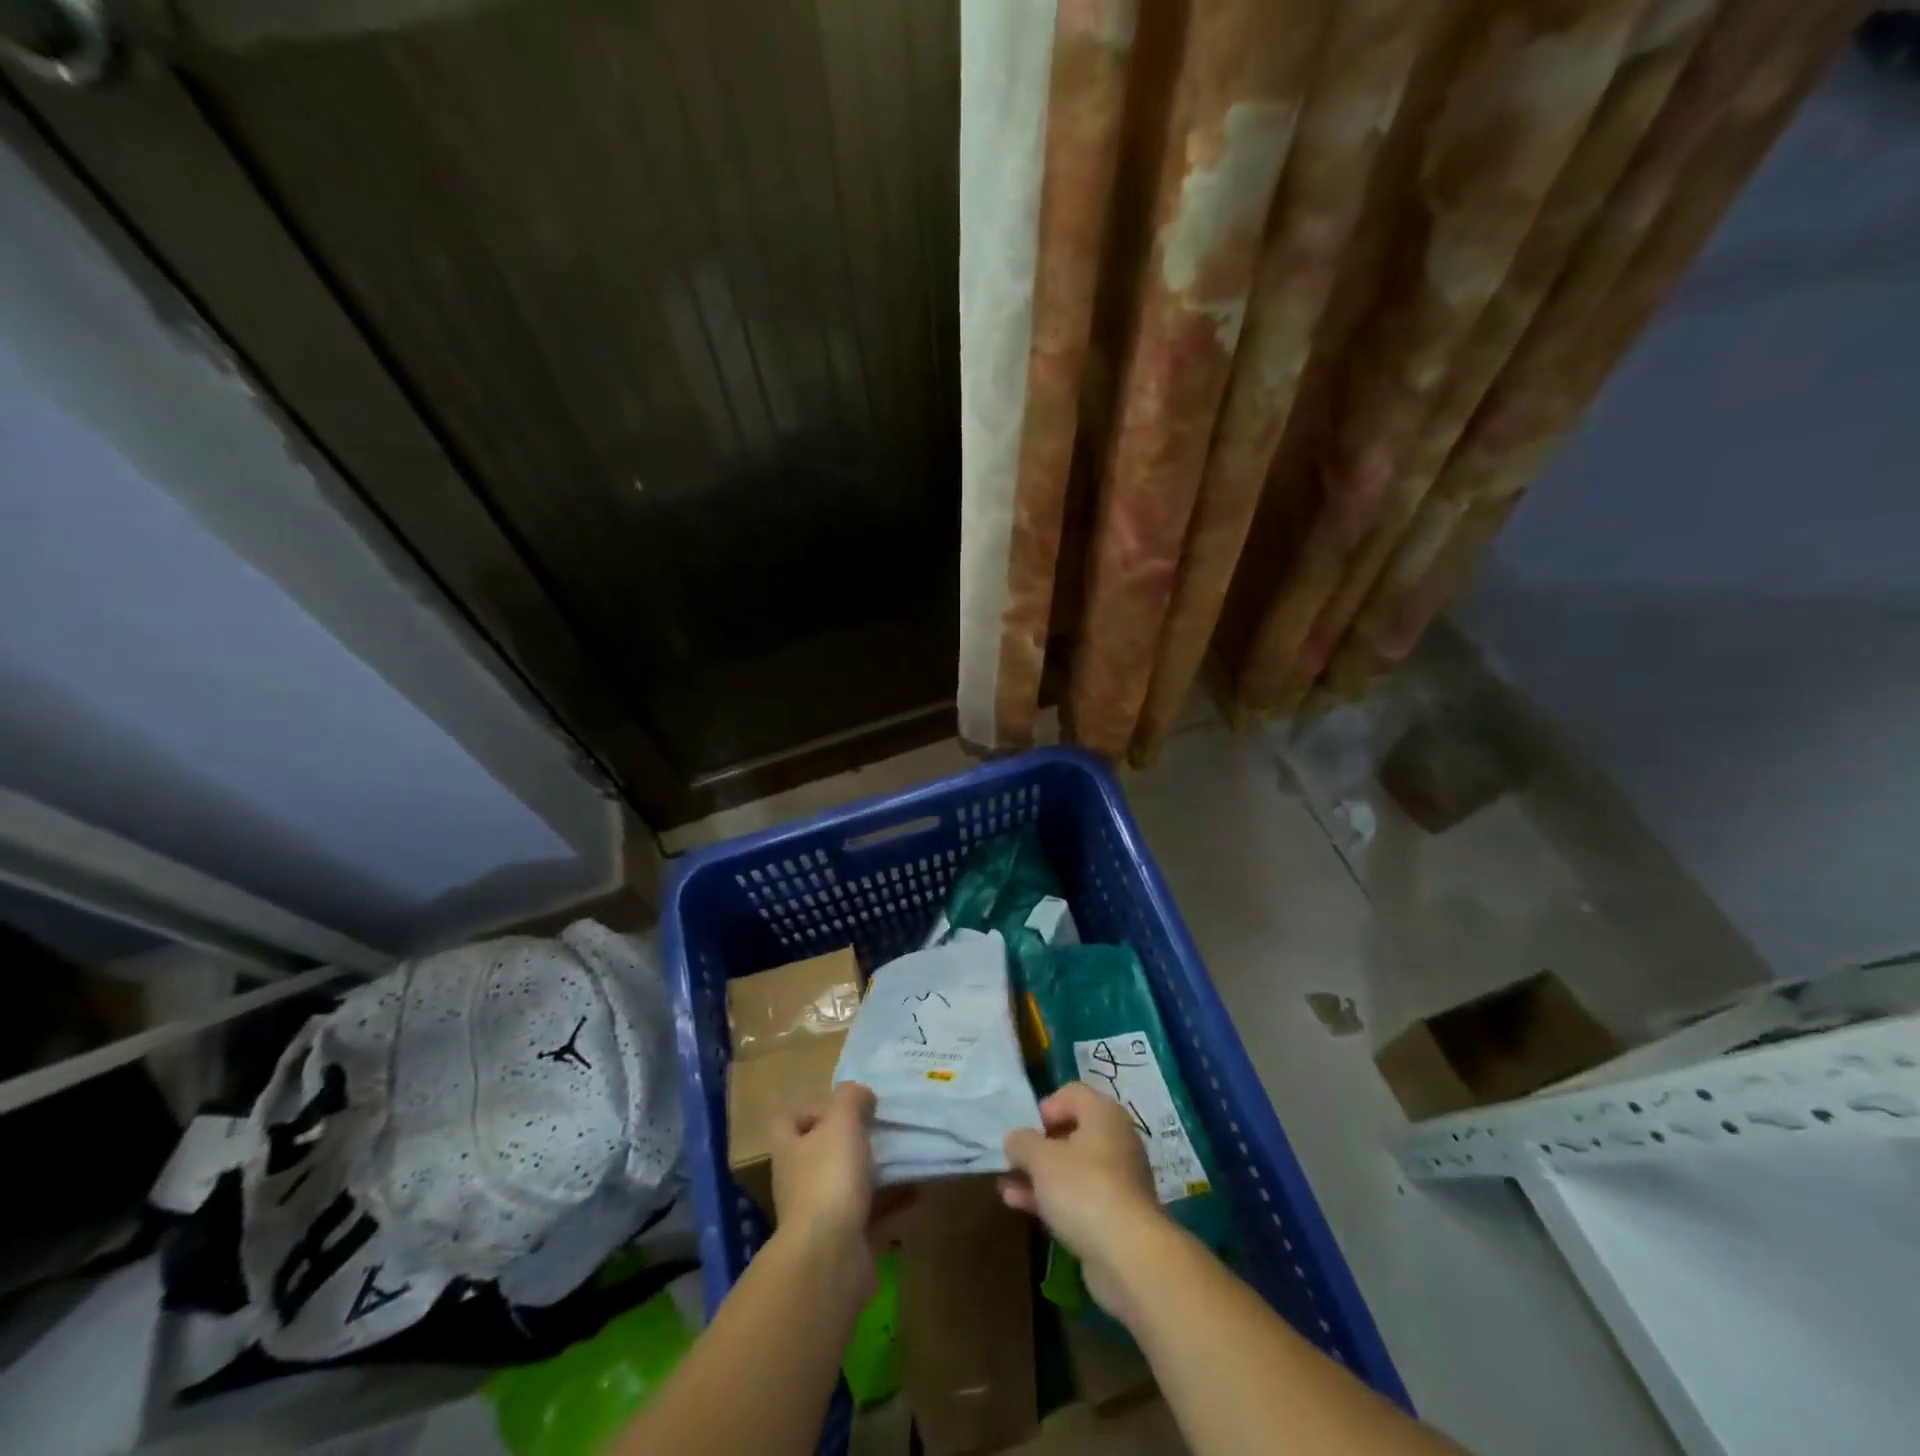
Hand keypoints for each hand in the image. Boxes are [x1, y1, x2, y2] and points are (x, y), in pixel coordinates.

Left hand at [770, 1082, 911, 1296]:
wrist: (830, 1259)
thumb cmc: (829, 1178)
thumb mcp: (842, 1122)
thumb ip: (851, 1098)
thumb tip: (859, 1094)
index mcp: (791, 1150)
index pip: (790, 1122)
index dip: (814, 1109)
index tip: (847, 1108)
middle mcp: (800, 1182)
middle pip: (824, 1154)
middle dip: (855, 1142)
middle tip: (886, 1130)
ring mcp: (822, 1217)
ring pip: (852, 1186)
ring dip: (880, 1174)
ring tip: (910, 1156)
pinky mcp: (847, 1244)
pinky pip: (874, 1217)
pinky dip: (896, 1205)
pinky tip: (921, 1191)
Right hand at [1001, 1081, 1167, 1324]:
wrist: (1128, 1256)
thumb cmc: (1083, 1189)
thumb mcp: (1041, 1159)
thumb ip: (1022, 1142)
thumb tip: (1015, 1140)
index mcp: (1104, 1114)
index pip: (1072, 1093)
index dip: (1045, 1107)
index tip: (1026, 1131)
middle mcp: (1116, 1139)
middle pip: (1071, 1132)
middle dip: (1038, 1147)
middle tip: (1014, 1160)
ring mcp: (1118, 1179)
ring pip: (1071, 1168)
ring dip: (1039, 1175)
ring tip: (1006, 1186)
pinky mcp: (1115, 1214)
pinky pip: (1078, 1195)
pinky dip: (1052, 1198)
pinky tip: (1020, 1205)